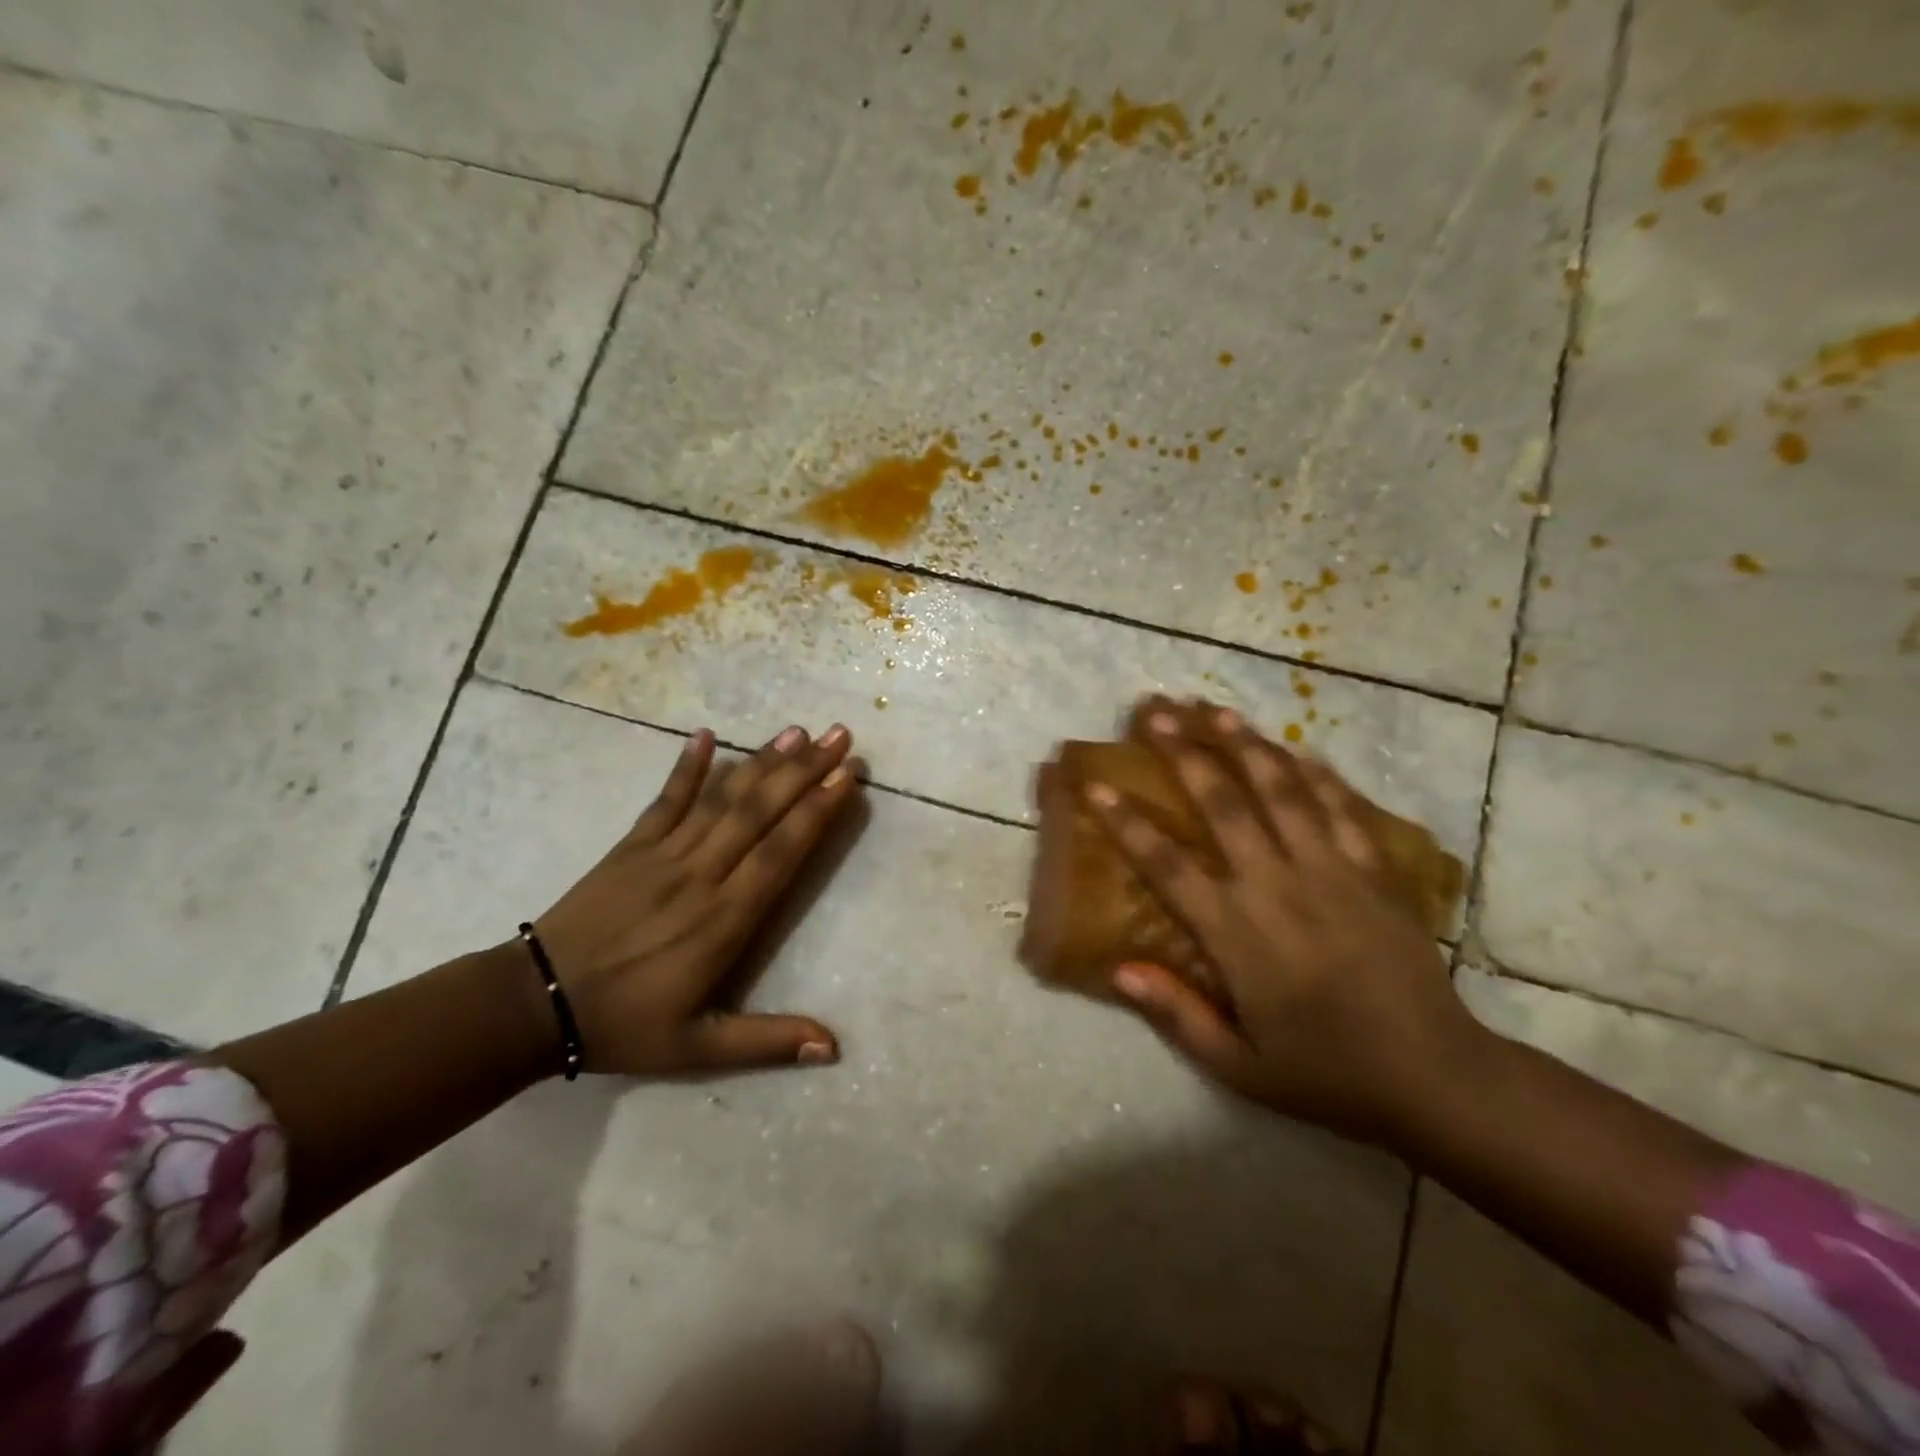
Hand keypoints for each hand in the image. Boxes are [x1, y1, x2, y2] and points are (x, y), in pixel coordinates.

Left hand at [532, 723, 858, 1075]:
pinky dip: (687, 767)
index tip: (846, 776)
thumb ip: (767, 1042)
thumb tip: (833, 1047)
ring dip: (761, 762)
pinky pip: (665, 800)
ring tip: (796, 731)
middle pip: (760, 813)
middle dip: (804, 771)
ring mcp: (663, 855)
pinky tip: (707, 736)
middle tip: (839, 735)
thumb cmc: (624, 1026)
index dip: (816, 811)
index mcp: (724, 920)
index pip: (781, 852)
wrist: (533, 1006)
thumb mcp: (698, 1048)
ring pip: (722, 799)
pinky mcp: (630, 847)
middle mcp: (701, 875)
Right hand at [1084, 699, 1486, 1144]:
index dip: (1128, 824)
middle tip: (1157, 712)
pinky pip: (1342, 809)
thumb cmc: (1328, 1073)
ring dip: (1245, 745)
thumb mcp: (1240, 1067)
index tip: (1098, 787)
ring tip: (1214, 711)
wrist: (1436, 1076)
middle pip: (1224, 804)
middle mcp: (1279, 888)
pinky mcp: (1375, 872)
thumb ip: (1177, 1014)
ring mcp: (1332, 872)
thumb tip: (1119, 969)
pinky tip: (1296, 748)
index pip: (1168, 865)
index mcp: (1239, 935)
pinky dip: (1318, 775)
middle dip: (1185, 753)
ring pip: (1282, 792)